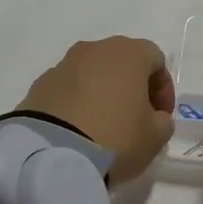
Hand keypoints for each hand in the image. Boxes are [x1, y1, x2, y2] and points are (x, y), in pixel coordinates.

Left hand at [17, 37, 175, 184]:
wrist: (52, 154)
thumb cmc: (116, 137)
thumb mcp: (155, 136)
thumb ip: (162, 121)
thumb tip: (153, 117)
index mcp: (128, 54)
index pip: (155, 59)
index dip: (163, 88)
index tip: (161, 116)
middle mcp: (95, 49)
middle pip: (121, 61)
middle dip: (132, 86)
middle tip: (135, 118)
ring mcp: (63, 65)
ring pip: (92, 73)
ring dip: (102, 92)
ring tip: (103, 125)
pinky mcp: (39, 85)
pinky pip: (68, 89)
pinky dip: (77, 103)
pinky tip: (78, 129)